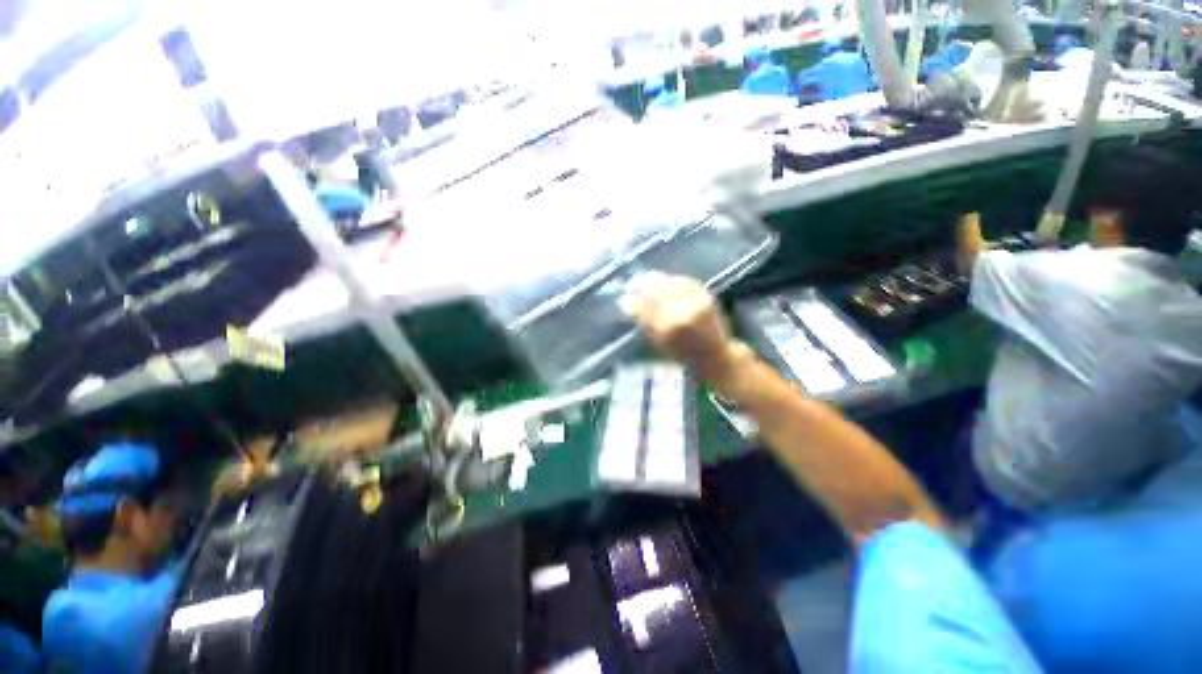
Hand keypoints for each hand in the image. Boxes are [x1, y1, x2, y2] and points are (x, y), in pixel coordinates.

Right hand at [627, 274, 748, 385]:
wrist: (713, 354)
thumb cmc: (682, 354)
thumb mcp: (658, 342)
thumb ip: (643, 321)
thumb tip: (627, 303)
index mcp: (667, 328)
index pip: (645, 306)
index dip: (633, 299)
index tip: (625, 295)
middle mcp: (681, 312)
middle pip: (656, 292)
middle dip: (642, 287)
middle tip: (633, 284)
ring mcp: (695, 302)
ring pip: (669, 283)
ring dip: (656, 280)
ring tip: (646, 280)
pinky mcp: (706, 295)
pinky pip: (684, 282)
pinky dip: (672, 279)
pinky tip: (665, 280)